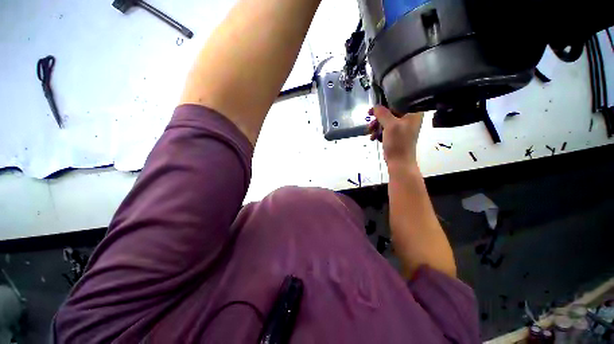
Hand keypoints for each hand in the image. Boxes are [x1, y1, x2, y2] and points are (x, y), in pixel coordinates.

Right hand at [367, 105, 422, 167]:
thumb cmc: (398, 142)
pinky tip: (373, 137)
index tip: (373, 109)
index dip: (384, 104)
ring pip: (385, 121)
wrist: (399, 161)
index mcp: (413, 112)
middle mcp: (409, 118)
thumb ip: (382, 113)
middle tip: (370, 121)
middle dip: (378, 118)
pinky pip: (385, 129)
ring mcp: (402, 127)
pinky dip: (378, 132)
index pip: (398, 101)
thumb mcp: (390, 125)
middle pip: (390, 111)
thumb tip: (375, 106)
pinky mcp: (396, 135)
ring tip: (370, 132)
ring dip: (376, 126)